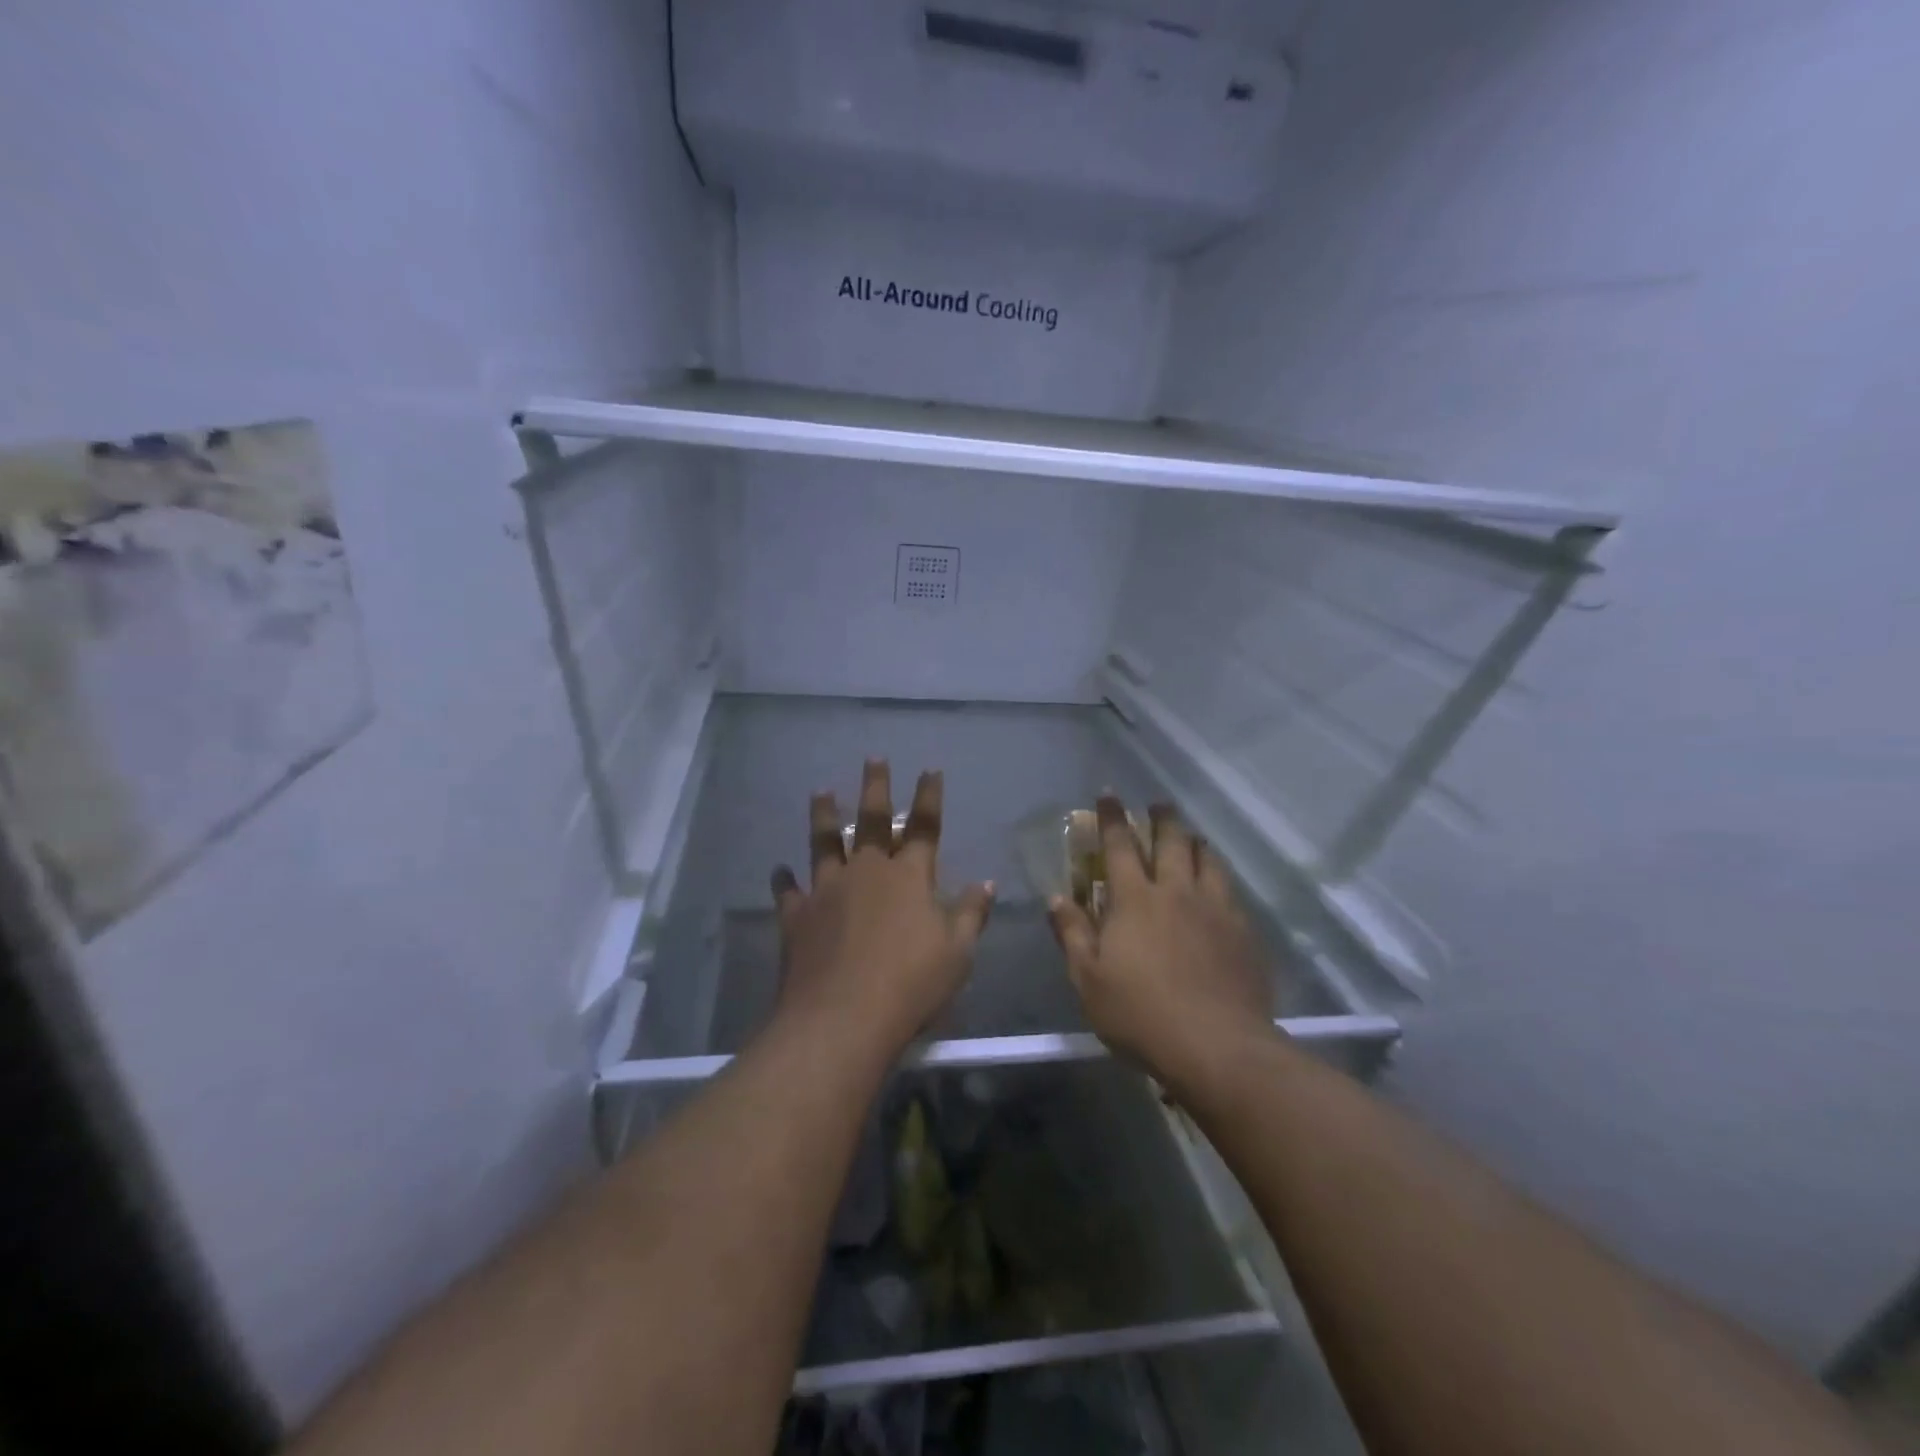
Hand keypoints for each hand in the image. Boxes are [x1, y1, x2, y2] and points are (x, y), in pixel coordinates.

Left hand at [770, 760, 993, 1054]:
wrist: (842, 1018)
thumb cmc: (912, 984)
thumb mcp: (957, 953)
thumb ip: (971, 914)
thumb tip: (987, 883)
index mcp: (909, 877)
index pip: (924, 826)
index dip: (929, 796)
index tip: (930, 769)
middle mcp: (867, 871)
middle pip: (872, 820)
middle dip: (876, 786)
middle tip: (873, 758)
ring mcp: (827, 890)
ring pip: (825, 842)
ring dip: (824, 815)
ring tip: (821, 791)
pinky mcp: (797, 916)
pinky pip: (789, 891)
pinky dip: (784, 880)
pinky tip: (780, 870)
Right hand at [1048, 796, 1274, 1087]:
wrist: (1218, 1047)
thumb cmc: (1141, 1014)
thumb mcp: (1089, 980)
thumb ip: (1072, 933)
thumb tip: (1057, 896)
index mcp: (1135, 900)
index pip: (1119, 846)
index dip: (1112, 817)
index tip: (1108, 794)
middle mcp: (1176, 892)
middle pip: (1171, 841)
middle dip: (1161, 818)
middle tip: (1157, 805)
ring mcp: (1215, 909)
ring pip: (1207, 859)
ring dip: (1195, 842)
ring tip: (1190, 836)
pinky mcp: (1243, 932)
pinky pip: (1230, 889)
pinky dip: (1218, 875)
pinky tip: (1218, 885)